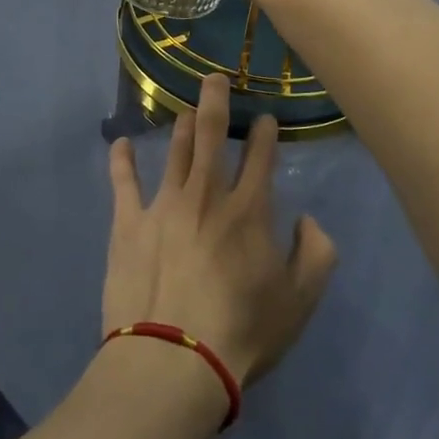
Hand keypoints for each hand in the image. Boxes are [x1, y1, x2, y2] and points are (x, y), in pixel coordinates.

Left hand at [103, 74, 336, 387]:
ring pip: (174, 151)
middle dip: (215, 101)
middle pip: (210, 135)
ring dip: (180, 126)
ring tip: (184, 110)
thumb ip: (317, 253)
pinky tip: (121, 143)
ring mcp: (163, 204)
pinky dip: (122, 160)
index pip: (260, 156)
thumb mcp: (301, 300)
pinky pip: (123, 182)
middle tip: (215, 78)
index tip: (265, 118)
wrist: (174, 360)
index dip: (264, 132)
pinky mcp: (128, 223)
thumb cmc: (243, 331)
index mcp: (249, 209)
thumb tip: (307, 220)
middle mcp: (206, 194)